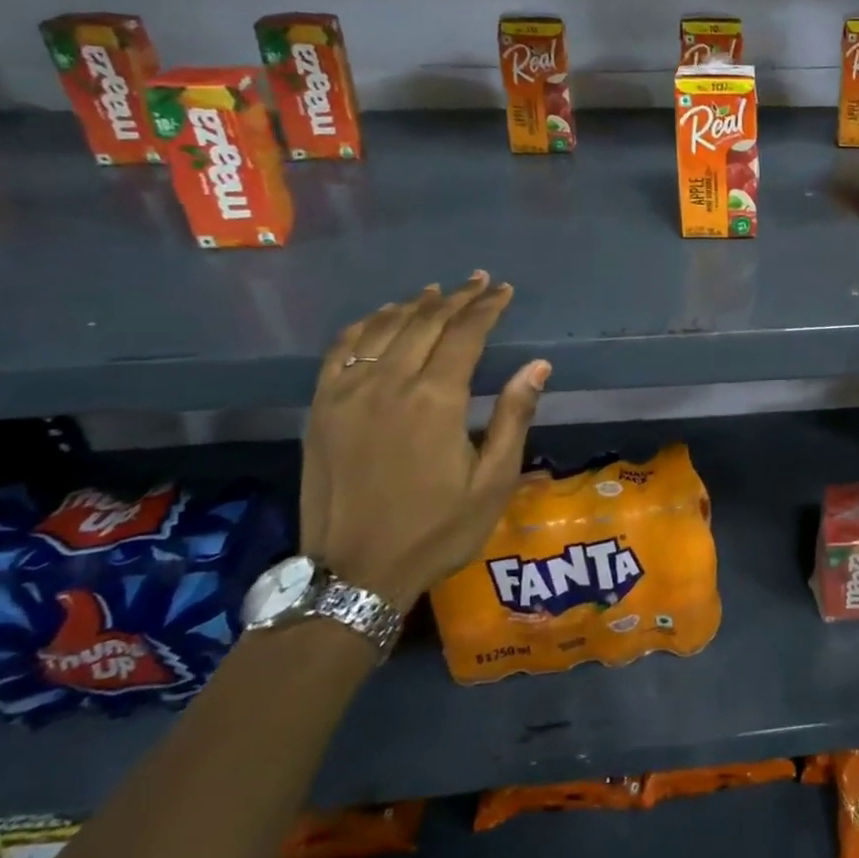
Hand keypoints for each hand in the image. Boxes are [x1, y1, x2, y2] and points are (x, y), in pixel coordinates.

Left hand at [299, 272, 549, 613]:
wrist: (354, 575)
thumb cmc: (436, 530)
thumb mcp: (493, 481)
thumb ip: (514, 417)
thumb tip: (537, 366)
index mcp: (435, 400)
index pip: (465, 334)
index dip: (486, 308)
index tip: (502, 291)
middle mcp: (388, 384)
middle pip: (425, 322)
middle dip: (456, 298)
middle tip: (478, 282)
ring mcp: (347, 394)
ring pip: (382, 328)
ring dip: (414, 305)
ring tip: (437, 292)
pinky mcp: (321, 409)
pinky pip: (341, 349)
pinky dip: (365, 325)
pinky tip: (381, 319)